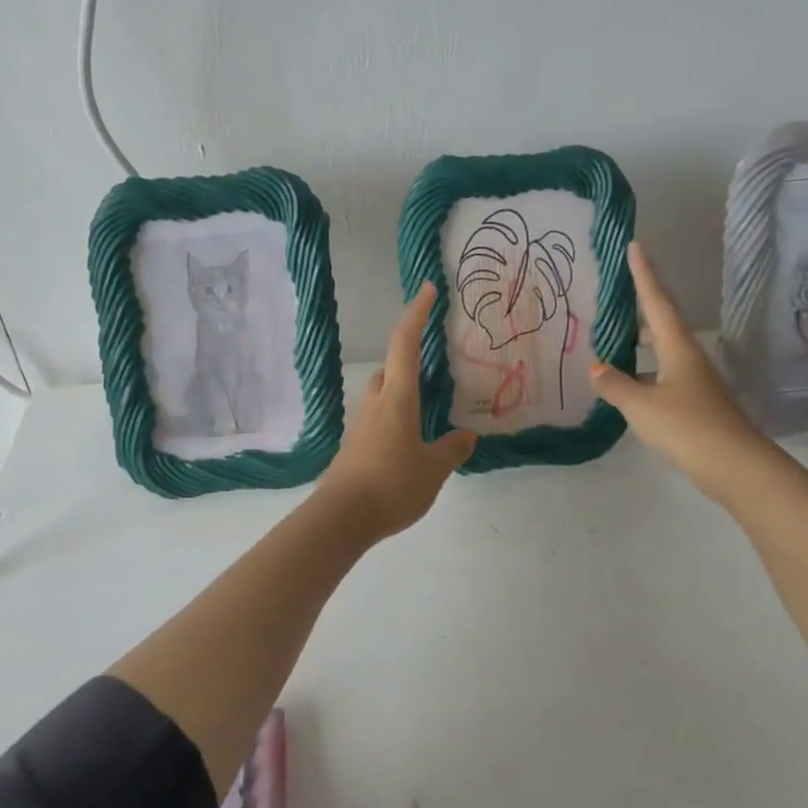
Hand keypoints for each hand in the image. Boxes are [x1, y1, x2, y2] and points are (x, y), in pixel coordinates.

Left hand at [316, 282, 476, 540]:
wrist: (342, 518)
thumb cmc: (391, 485)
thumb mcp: (433, 469)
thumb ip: (451, 449)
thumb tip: (465, 435)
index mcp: (397, 398)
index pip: (405, 344)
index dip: (416, 314)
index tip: (427, 289)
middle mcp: (376, 403)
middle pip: (391, 367)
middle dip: (410, 356)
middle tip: (437, 363)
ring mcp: (362, 425)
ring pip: (384, 394)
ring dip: (404, 389)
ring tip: (430, 404)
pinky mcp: (356, 446)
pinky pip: (380, 418)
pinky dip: (397, 415)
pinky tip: (413, 438)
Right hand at [590, 242, 771, 500]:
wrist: (733, 465)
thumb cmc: (685, 426)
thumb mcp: (640, 405)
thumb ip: (615, 384)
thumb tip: (597, 367)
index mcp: (678, 348)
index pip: (657, 302)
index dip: (644, 274)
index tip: (636, 246)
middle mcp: (689, 359)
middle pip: (662, 325)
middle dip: (640, 310)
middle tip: (615, 298)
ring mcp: (695, 383)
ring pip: (662, 354)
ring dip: (640, 346)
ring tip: (611, 343)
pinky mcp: (695, 405)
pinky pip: (663, 378)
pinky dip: (643, 375)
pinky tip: (627, 387)